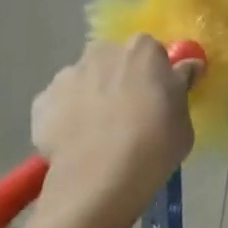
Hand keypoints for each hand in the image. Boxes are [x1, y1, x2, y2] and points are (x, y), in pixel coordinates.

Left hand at [29, 37, 196, 227]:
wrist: (101, 177)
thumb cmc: (156, 142)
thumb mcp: (185, 116)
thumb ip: (181, 86)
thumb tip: (187, 67)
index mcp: (142, 50)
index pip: (151, 51)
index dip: (155, 72)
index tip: (159, 95)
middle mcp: (102, 53)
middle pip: (113, 60)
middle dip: (119, 77)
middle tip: (129, 111)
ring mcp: (67, 76)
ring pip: (84, 80)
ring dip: (91, 95)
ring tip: (98, 131)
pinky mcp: (40, 103)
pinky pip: (58, 104)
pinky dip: (65, 116)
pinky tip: (76, 141)